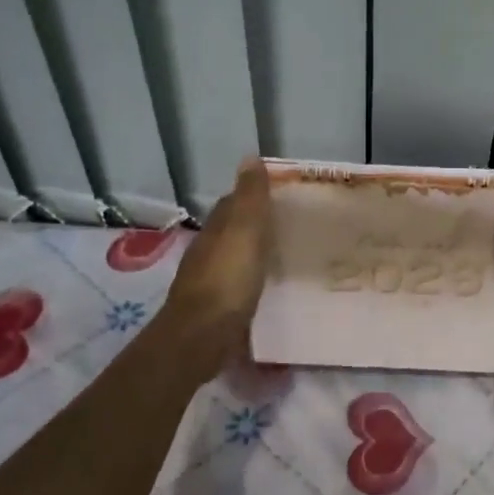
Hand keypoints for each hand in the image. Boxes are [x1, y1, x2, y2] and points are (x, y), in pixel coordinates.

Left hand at [160, 159, 271, 369]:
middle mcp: (209, 252)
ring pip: (235, 258)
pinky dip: (253, 280)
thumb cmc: (227, 279)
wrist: (202, 337)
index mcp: (216, 230)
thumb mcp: (244, 231)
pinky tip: (270, 286)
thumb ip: (250, 198)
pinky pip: (239, 285)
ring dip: (254, 254)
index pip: (232, 203)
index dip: (253, 196)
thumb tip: (250, 157)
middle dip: (256, 225)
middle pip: (233, 231)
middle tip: (291, 225)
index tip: (281, 195)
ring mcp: (211, 282)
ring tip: (286, 254)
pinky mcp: (218, 309)